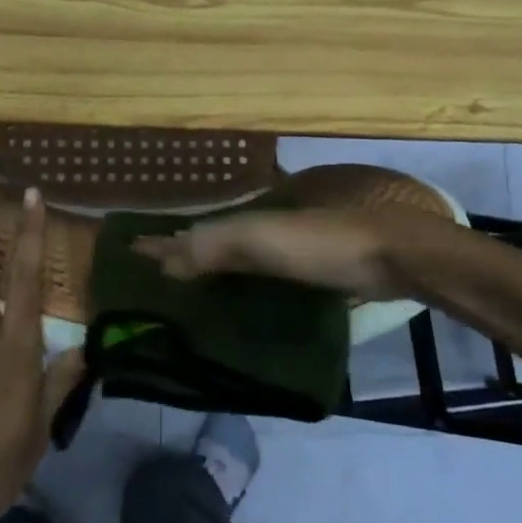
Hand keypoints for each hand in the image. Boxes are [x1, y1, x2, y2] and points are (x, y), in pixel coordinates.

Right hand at [134, 209, 403, 299]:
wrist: (393, 254)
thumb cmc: (322, 245)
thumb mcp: (262, 240)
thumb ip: (213, 246)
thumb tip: (162, 262)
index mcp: (245, 219)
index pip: (192, 232)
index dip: (162, 244)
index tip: (129, 254)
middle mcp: (260, 230)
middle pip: (210, 244)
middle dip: (181, 257)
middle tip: (150, 282)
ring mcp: (286, 251)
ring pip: (235, 261)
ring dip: (209, 273)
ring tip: (184, 296)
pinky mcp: (308, 272)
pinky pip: (260, 278)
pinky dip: (240, 286)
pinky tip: (236, 303)